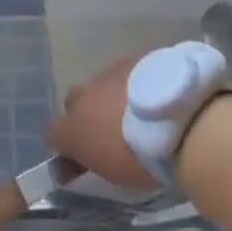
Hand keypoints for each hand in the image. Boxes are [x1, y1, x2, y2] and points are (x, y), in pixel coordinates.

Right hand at [46, 54, 155, 191]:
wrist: (178, 119)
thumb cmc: (142, 157)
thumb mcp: (113, 173)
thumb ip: (93, 160)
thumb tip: (74, 164)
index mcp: (73, 127)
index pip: (53, 133)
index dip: (64, 144)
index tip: (80, 158)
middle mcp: (84, 95)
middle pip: (75, 101)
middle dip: (88, 113)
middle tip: (112, 131)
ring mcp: (110, 73)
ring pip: (102, 84)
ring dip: (113, 97)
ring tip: (140, 114)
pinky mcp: (135, 58)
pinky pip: (128, 73)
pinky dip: (135, 85)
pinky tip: (156, 97)